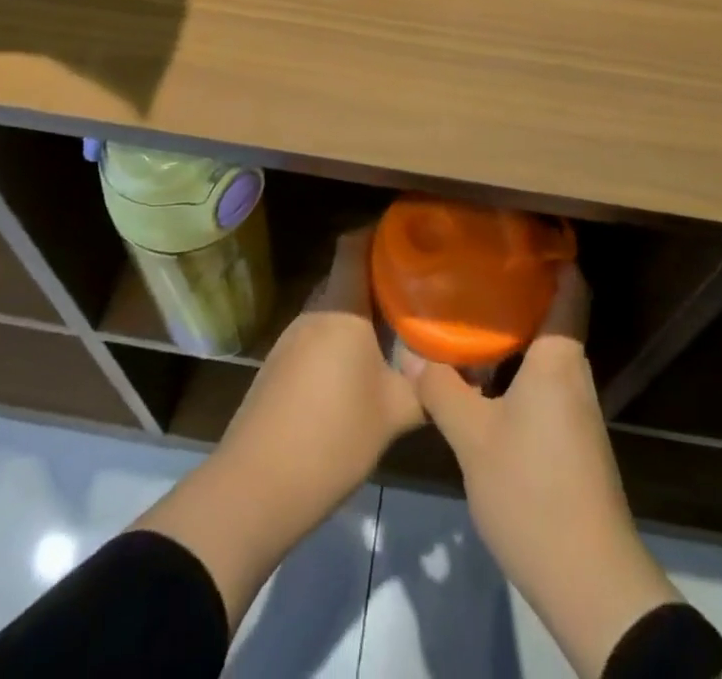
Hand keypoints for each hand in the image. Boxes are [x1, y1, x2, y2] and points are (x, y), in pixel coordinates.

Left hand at [134, 228, 420, 628]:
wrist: (255, 488)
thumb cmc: (332, 438)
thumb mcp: (395, 414)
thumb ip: (429, 388)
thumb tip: (466, 372)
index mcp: (341, 308)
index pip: (354, 245)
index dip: (379, 233)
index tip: (411, 236)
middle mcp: (313, 313)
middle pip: (345, 277)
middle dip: (379, 278)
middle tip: (417, 289)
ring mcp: (290, 340)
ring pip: (332, 309)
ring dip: (360, 314)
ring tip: (395, 329)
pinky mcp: (278, 367)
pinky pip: (317, 336)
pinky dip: (340, 340)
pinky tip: (359, 369)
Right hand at [416, 266, 682, 678]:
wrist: (589, 579)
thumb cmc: (533, 491)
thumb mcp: (473, 439)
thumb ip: (442, 390)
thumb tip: (414, 354)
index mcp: (558, 358)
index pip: (570, 288)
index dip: (552, 255)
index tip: (517, 233)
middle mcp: (572, 373)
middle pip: (554, 314)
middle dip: (519, 289)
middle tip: (475, 269)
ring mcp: (575, 408)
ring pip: (545, 351)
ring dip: (514, 332)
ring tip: (469, 315)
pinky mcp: (571, 437)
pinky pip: (544, 380)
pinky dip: (516, 367)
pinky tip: (482, 376)